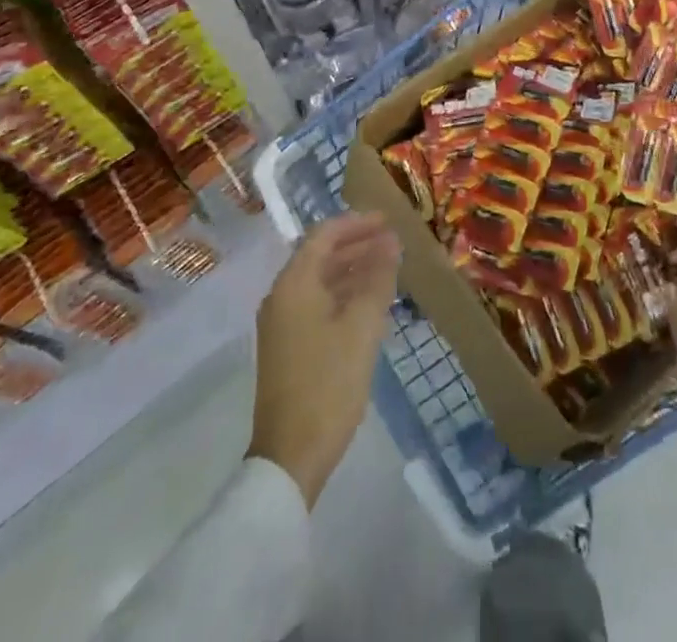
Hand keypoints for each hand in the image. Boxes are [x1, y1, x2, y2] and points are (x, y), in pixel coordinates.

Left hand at [248, 213, 400, 507]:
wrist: (291, 456)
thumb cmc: (328, 383)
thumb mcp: (362, 326)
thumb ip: (377, 278)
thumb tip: (391, 243)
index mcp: (294, 284)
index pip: (323, 235)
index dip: (356, 223)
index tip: (388, 221)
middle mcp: (282, 297)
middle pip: (320, 256)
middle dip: (357, 245)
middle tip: (393, 242)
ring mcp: (283, 325)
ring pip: (321, 282)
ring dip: (353, 270)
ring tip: (389, 267)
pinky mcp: (289, 348)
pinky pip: (319, 304)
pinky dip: (344, 295)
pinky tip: (371, 303)